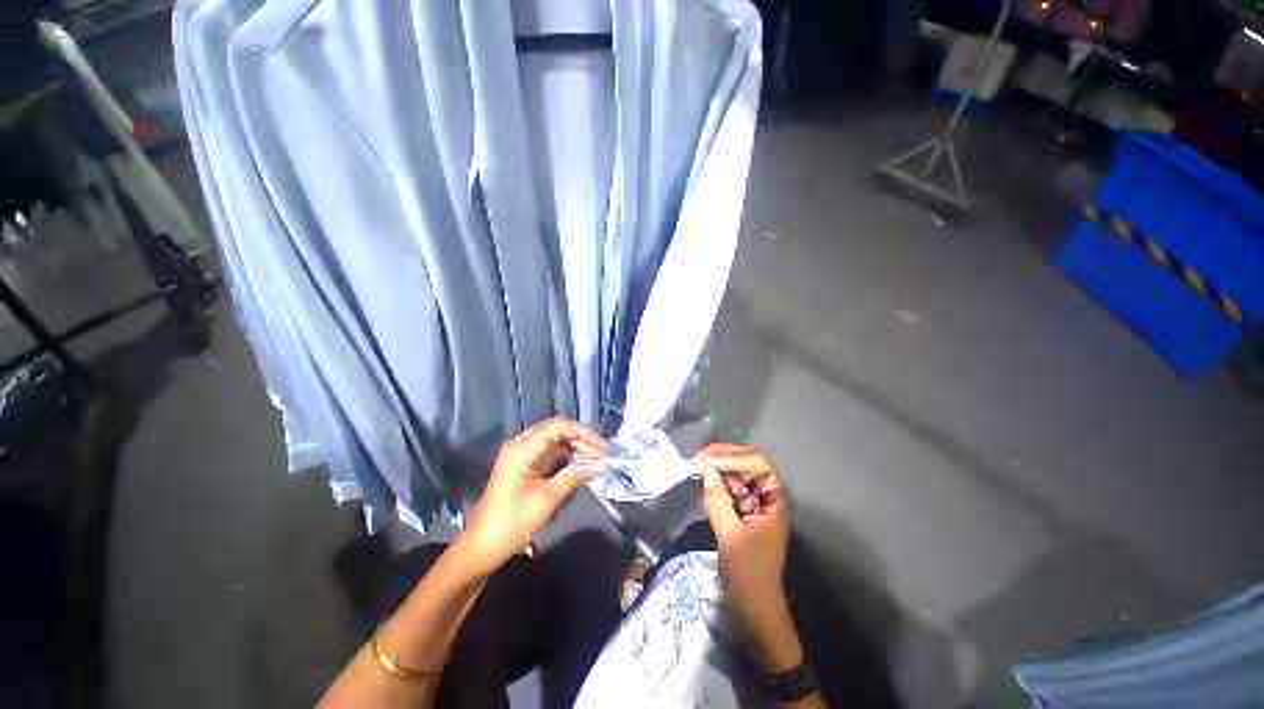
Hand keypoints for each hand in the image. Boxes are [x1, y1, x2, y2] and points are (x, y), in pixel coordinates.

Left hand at [462, 417, 607, 571]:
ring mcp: (522, 454)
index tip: (603, 448)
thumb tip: (601, 465)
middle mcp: (522, 444)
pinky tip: (581, 464)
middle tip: (602, 454)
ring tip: (596, 460)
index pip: (559, 426)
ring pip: (555, 440)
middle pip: (557, 429)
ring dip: (576, 447)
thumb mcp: (547, 498)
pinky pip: (550, 452)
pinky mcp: (524, 465)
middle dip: (582, 439)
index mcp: (523, 447)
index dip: (584, 433)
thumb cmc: (512, 522)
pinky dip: (567, 455)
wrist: (482, 547)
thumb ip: (574, 475)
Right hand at [696, 443, 791, 635]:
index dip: (733, 456)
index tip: (707, 460)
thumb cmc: (748, 574)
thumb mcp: (730, 537)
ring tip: (697, 463)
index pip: (758, 462)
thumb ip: (717, 501)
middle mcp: (766, 495)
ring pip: (738, 473)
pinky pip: (731, 488)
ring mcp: (755, 503)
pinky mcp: (743, 512)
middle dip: (725, 455)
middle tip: (698, 456)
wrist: (755, 608)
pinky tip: (704, 479)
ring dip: (719, 465)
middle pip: (749, 462)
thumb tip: (706, 469)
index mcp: (773, 499)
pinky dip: (717, 480)